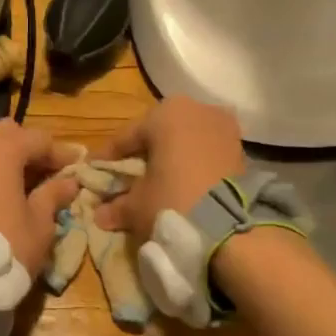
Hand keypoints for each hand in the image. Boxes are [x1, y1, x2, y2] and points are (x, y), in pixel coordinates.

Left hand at [0, 120, 81, 278]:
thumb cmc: (9, 245)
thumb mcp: (40, 221)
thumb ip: (54, 194)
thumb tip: (69, 182)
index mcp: (1, 150)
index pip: (39, 139)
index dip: (61, 154)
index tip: (78, 168)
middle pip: (8, 134)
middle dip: (30, 148)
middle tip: (50, 171)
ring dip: (9, 159)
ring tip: (29, 184)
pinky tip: (6, 192)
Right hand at [95, 96, 245, 236]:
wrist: (230, 226)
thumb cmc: (172, 201)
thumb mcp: (137, 205)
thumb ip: (117, 206)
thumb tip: (101, 215)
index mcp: (165, 113)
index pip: (127, 136)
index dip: (108, 157)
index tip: (95, 170)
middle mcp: (196, 109)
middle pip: (159, 134)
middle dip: (143, 154)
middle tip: (126, 175)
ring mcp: (223, 127)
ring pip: (185, 141)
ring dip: (170, 159)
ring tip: (156, 182)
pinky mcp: (241, 148)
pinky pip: (206, 152)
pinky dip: (192, 165)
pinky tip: (182, 184)